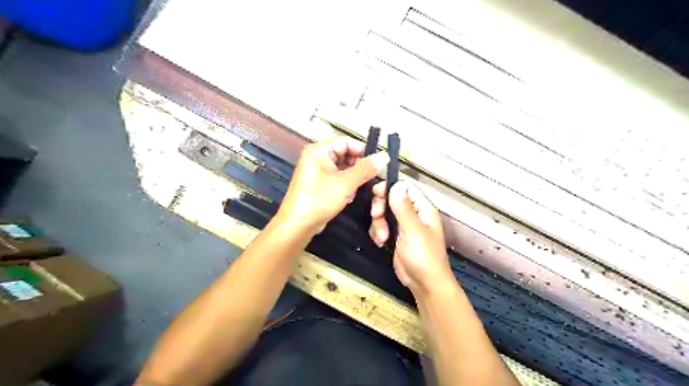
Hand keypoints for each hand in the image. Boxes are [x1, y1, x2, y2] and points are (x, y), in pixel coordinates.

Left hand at [276, 137, 389, 235]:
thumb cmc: (319, 199)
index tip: (377, 163)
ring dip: (353, 177)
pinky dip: (346, 184)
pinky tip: (350, 196)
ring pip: (342, 167)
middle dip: (358, 165)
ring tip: (360, 188)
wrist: (298, 225)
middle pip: (344, 153)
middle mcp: (316, 157)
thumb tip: (384, 156)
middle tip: (371, 177)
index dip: (363, 150)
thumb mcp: (345, 183)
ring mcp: (316, 171)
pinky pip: (337, 178)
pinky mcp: (318, 184)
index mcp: (319, 150)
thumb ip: (365, 169)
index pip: (346, 141)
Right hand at [368, 183, 456, 293]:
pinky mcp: (394, 236)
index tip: (376, 193)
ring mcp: (403, 225)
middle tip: (376, 216)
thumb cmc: (424, 256)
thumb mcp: (413, 230)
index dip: (390, 187)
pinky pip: (381, 226)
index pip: (405, 187)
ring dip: (378, 223)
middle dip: (381, 207)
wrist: (424, 283)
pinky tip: (381, 243)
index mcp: (422, 208)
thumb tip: (396, 185)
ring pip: (383, 213)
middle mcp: (412, 213)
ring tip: (382, 237)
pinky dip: (378, 233)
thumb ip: (403, 208)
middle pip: (390, 198)